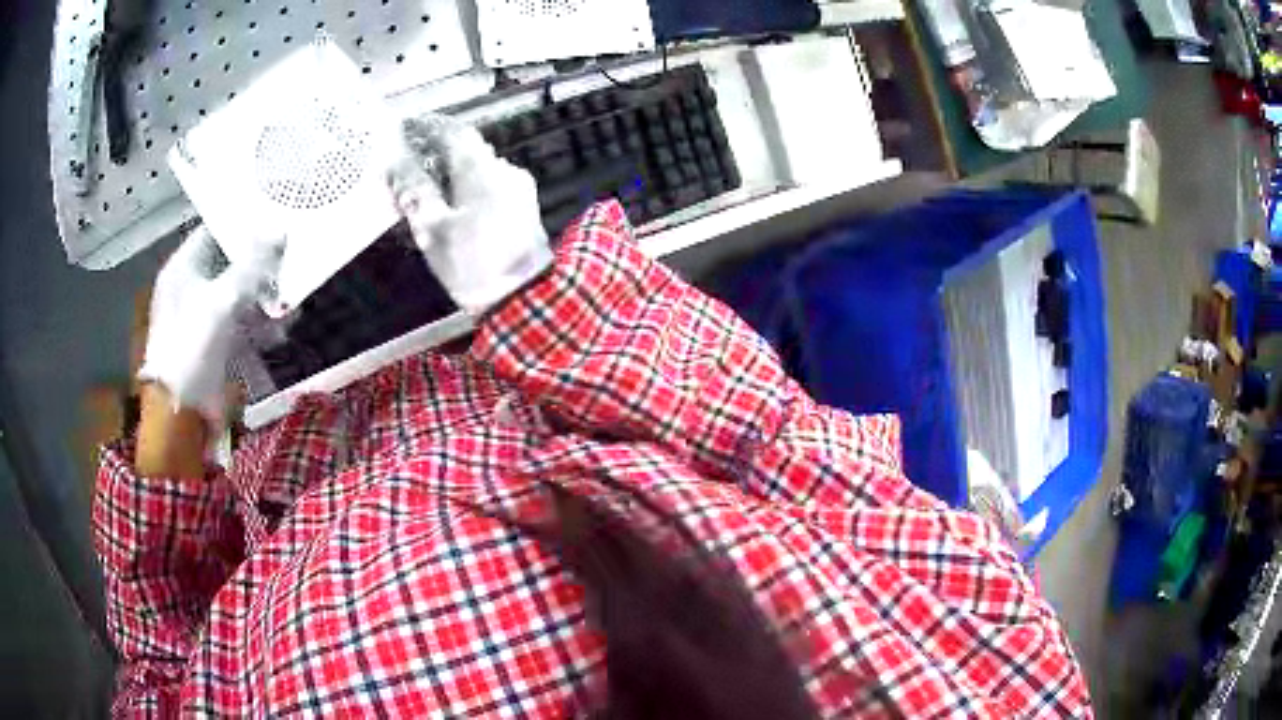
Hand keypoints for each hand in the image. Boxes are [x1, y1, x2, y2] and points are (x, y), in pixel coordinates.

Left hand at [138, 226, 279, 427]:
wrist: (180, 414)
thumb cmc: (191, 348)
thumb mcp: (221, 301)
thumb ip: (251, 266)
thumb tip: (279, 231)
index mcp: (183, 268)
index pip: (215, 231)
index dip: (243, 224)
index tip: (275, 220)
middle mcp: (192, 287)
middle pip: (231, 264)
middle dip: (261, 269)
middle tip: (288, 267)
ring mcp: (203, 317)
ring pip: (240, 295)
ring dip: (265, 300)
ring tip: (288, 309)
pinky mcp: (215, 343)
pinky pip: (241, 324)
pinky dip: (259, 326)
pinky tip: (278, 333)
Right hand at [386, 115, 551, 314]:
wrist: (523, 298)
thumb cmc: (472, 263)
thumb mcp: (432, 228)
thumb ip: (413, 190)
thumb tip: (395, 162)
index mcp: (481, 169)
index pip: (453, 131)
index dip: (427, 128)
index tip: (406, 132)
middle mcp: (504, 169)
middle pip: (467, 148)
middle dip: (438, 152)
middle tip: (410, 165)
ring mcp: (518, 187)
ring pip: (480, 167)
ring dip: (454, 171)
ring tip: (428, 188)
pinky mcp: (524, 206)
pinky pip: (492, 184)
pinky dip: (470, 186)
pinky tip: (455, 206)